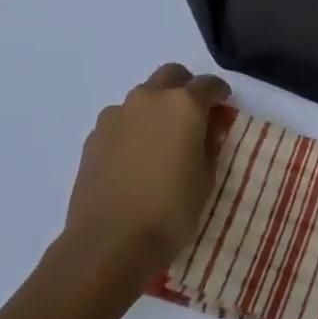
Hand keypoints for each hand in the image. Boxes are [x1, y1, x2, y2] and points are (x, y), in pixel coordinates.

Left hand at [59, 63, 232, 283]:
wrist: (109, 242)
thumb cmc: (170, 212)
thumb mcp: (206, 179)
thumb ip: (210, 144)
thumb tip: (209, 125)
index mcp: (183, 105)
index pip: (208, 84)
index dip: (219, 94)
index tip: (223, 107)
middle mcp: (149, 99)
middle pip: (171, 76)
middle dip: (186, 89)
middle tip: (193, 117)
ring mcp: (117, 115)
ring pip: (143, 97)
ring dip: (156, 108)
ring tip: (162, 142)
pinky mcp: (94, 135)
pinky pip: (121, 120)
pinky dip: (134, 128)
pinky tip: (136, 158)